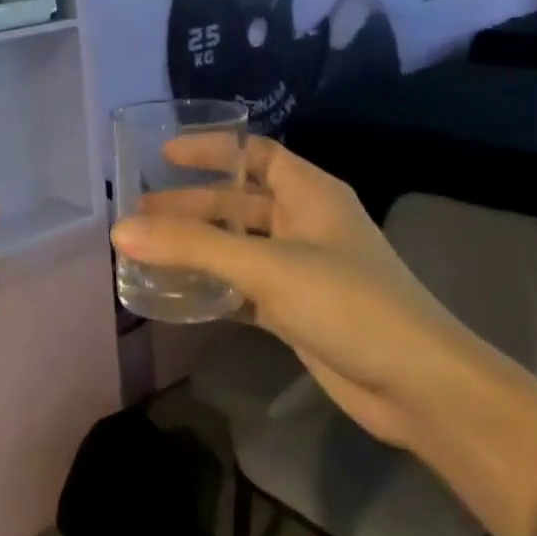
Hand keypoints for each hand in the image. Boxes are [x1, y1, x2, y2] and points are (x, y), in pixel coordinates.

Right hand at [111, 135, 509, 445]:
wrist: (417, 386)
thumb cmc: (348, 304)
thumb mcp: (267, 266)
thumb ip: (192, 247)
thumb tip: (120, 230)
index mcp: (311, 195)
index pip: (257, 154)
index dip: (213, 149)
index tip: (164, 153)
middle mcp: (306, 224)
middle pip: (239, 203)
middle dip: (191, 206)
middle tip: (139, 214)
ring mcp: (302, 270)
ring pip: (237, 247)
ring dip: (196, 247)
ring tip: (146, 251)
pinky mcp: (295, 310)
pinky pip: (242, 287)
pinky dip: (211, 287)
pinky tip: (176, 294)